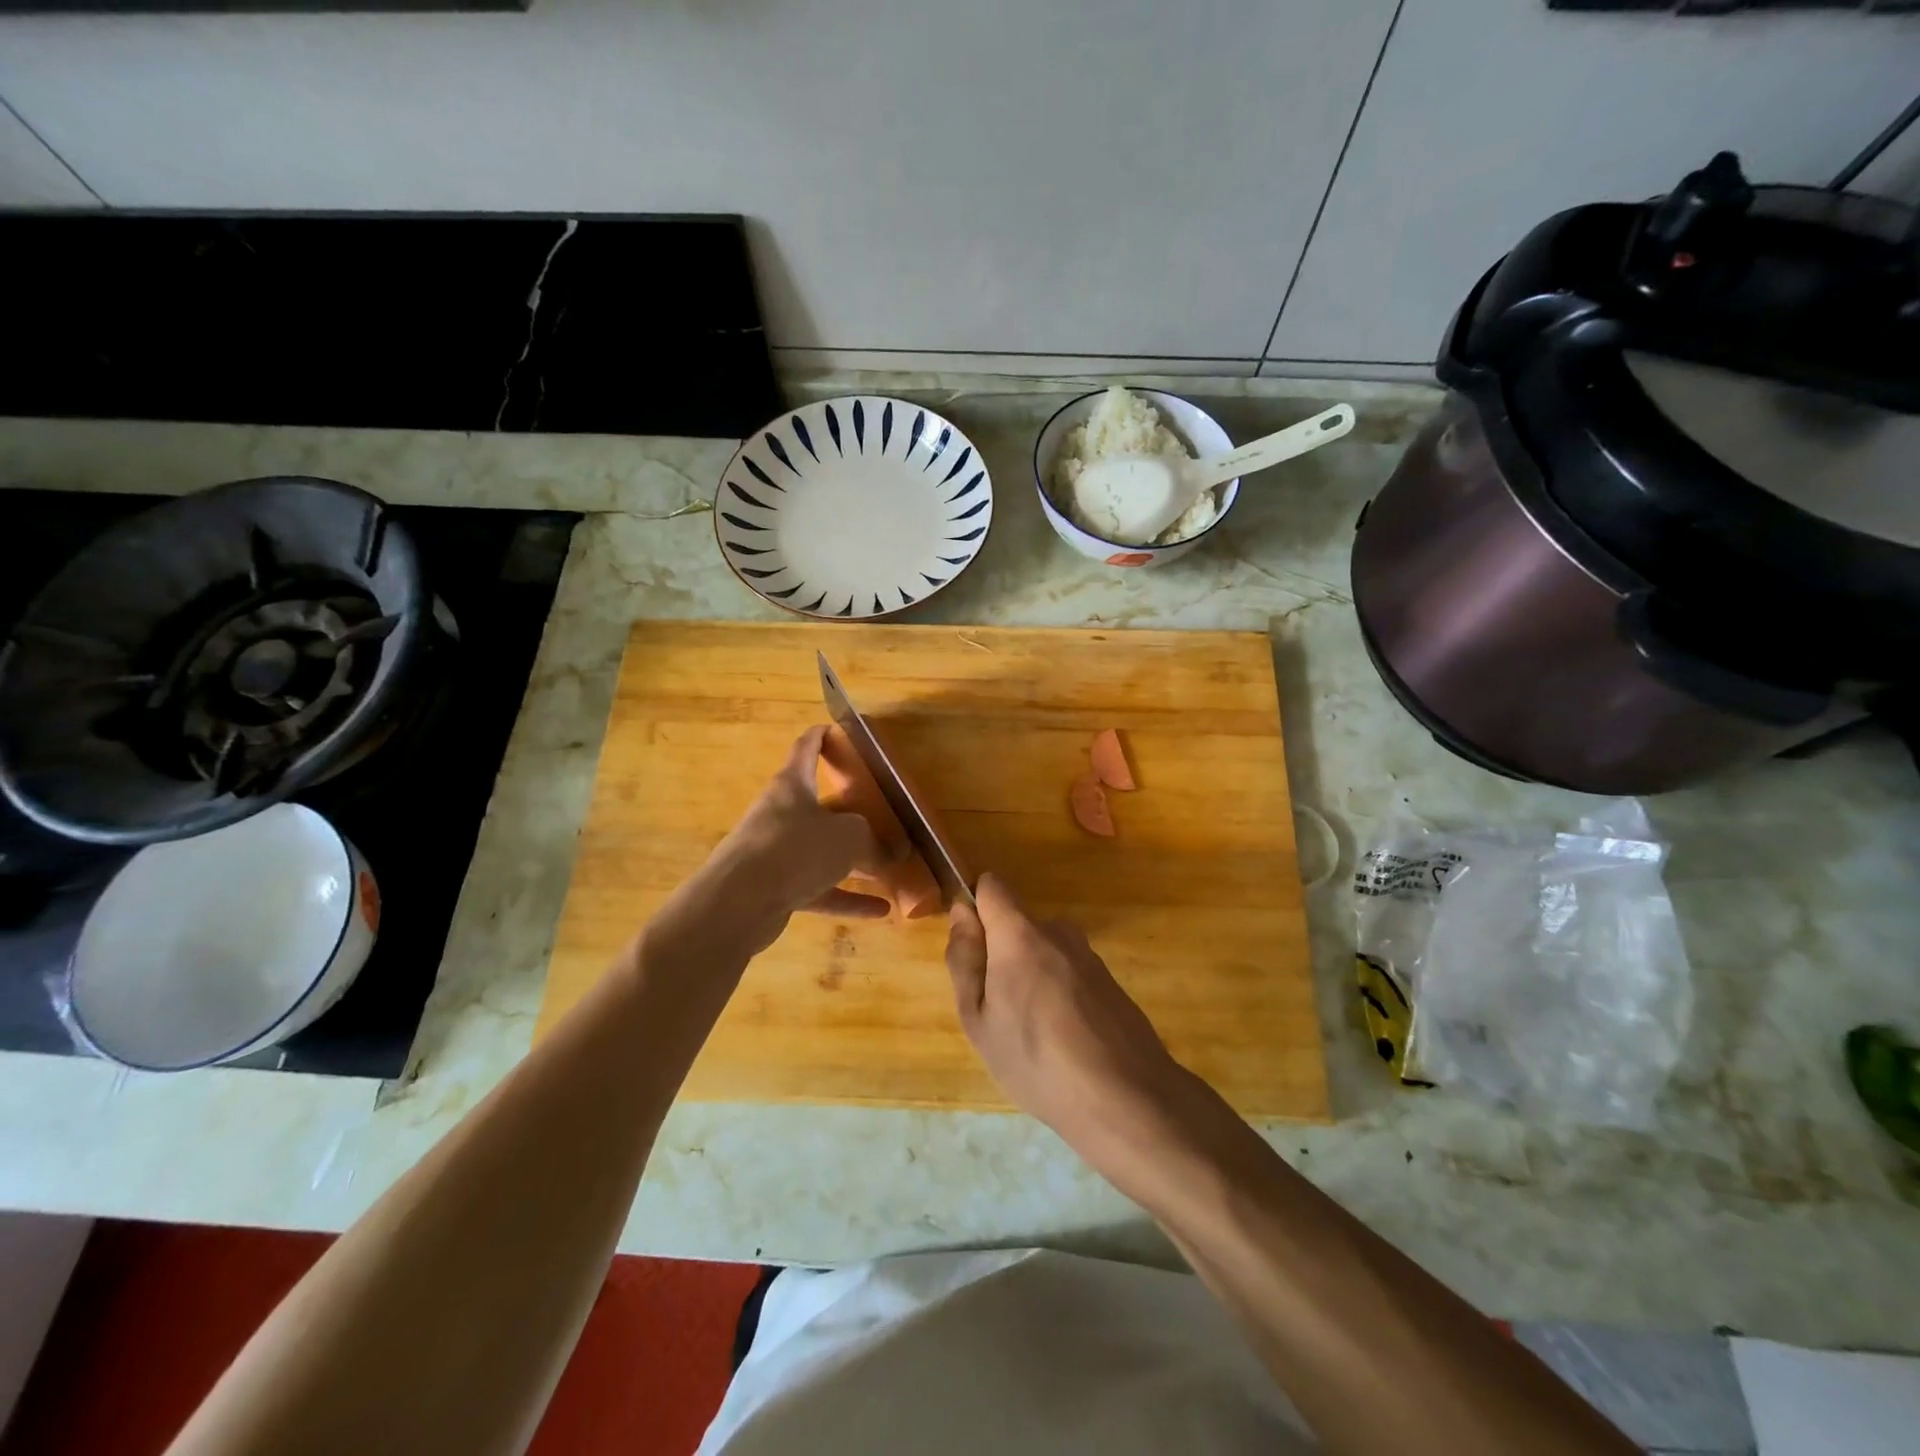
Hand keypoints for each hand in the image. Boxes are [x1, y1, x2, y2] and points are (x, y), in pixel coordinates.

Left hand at [697, 726, 892, 954]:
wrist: (738, 903)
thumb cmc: (795, 850)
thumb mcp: (848, 837)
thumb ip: (873, 842)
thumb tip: (892, 855)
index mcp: (792, 786)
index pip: (806, 749)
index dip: (822, 736)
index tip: (839, 731)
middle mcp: (781, 815)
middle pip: (818, 806)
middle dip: (849, 812)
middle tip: (880, 814)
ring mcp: (776, 854)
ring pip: (820, 852)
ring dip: (853, 861)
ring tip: (889, 868)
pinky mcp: (776, 889)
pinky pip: (819, 889)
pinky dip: (847, 897)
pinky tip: (880, 910)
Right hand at [945, 873, 1195, 1168]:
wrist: (1125, 1097)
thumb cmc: (1035, 1060)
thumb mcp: (978, 1019)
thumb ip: (964, 959)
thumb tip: (961, 913)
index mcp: (1020, 933)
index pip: (992, 886)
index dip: (976, 910)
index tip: (973, 952)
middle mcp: (1058, 931)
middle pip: (1017, 925)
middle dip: (1003, 955)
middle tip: (1000, 1012)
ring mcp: (1088, 955)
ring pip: (1044, 952)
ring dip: (1032, 977)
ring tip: (1034, 1034)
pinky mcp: (1109, 980)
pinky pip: (1069, 973)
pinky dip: (1060, 995)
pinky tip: (1065, 1041)